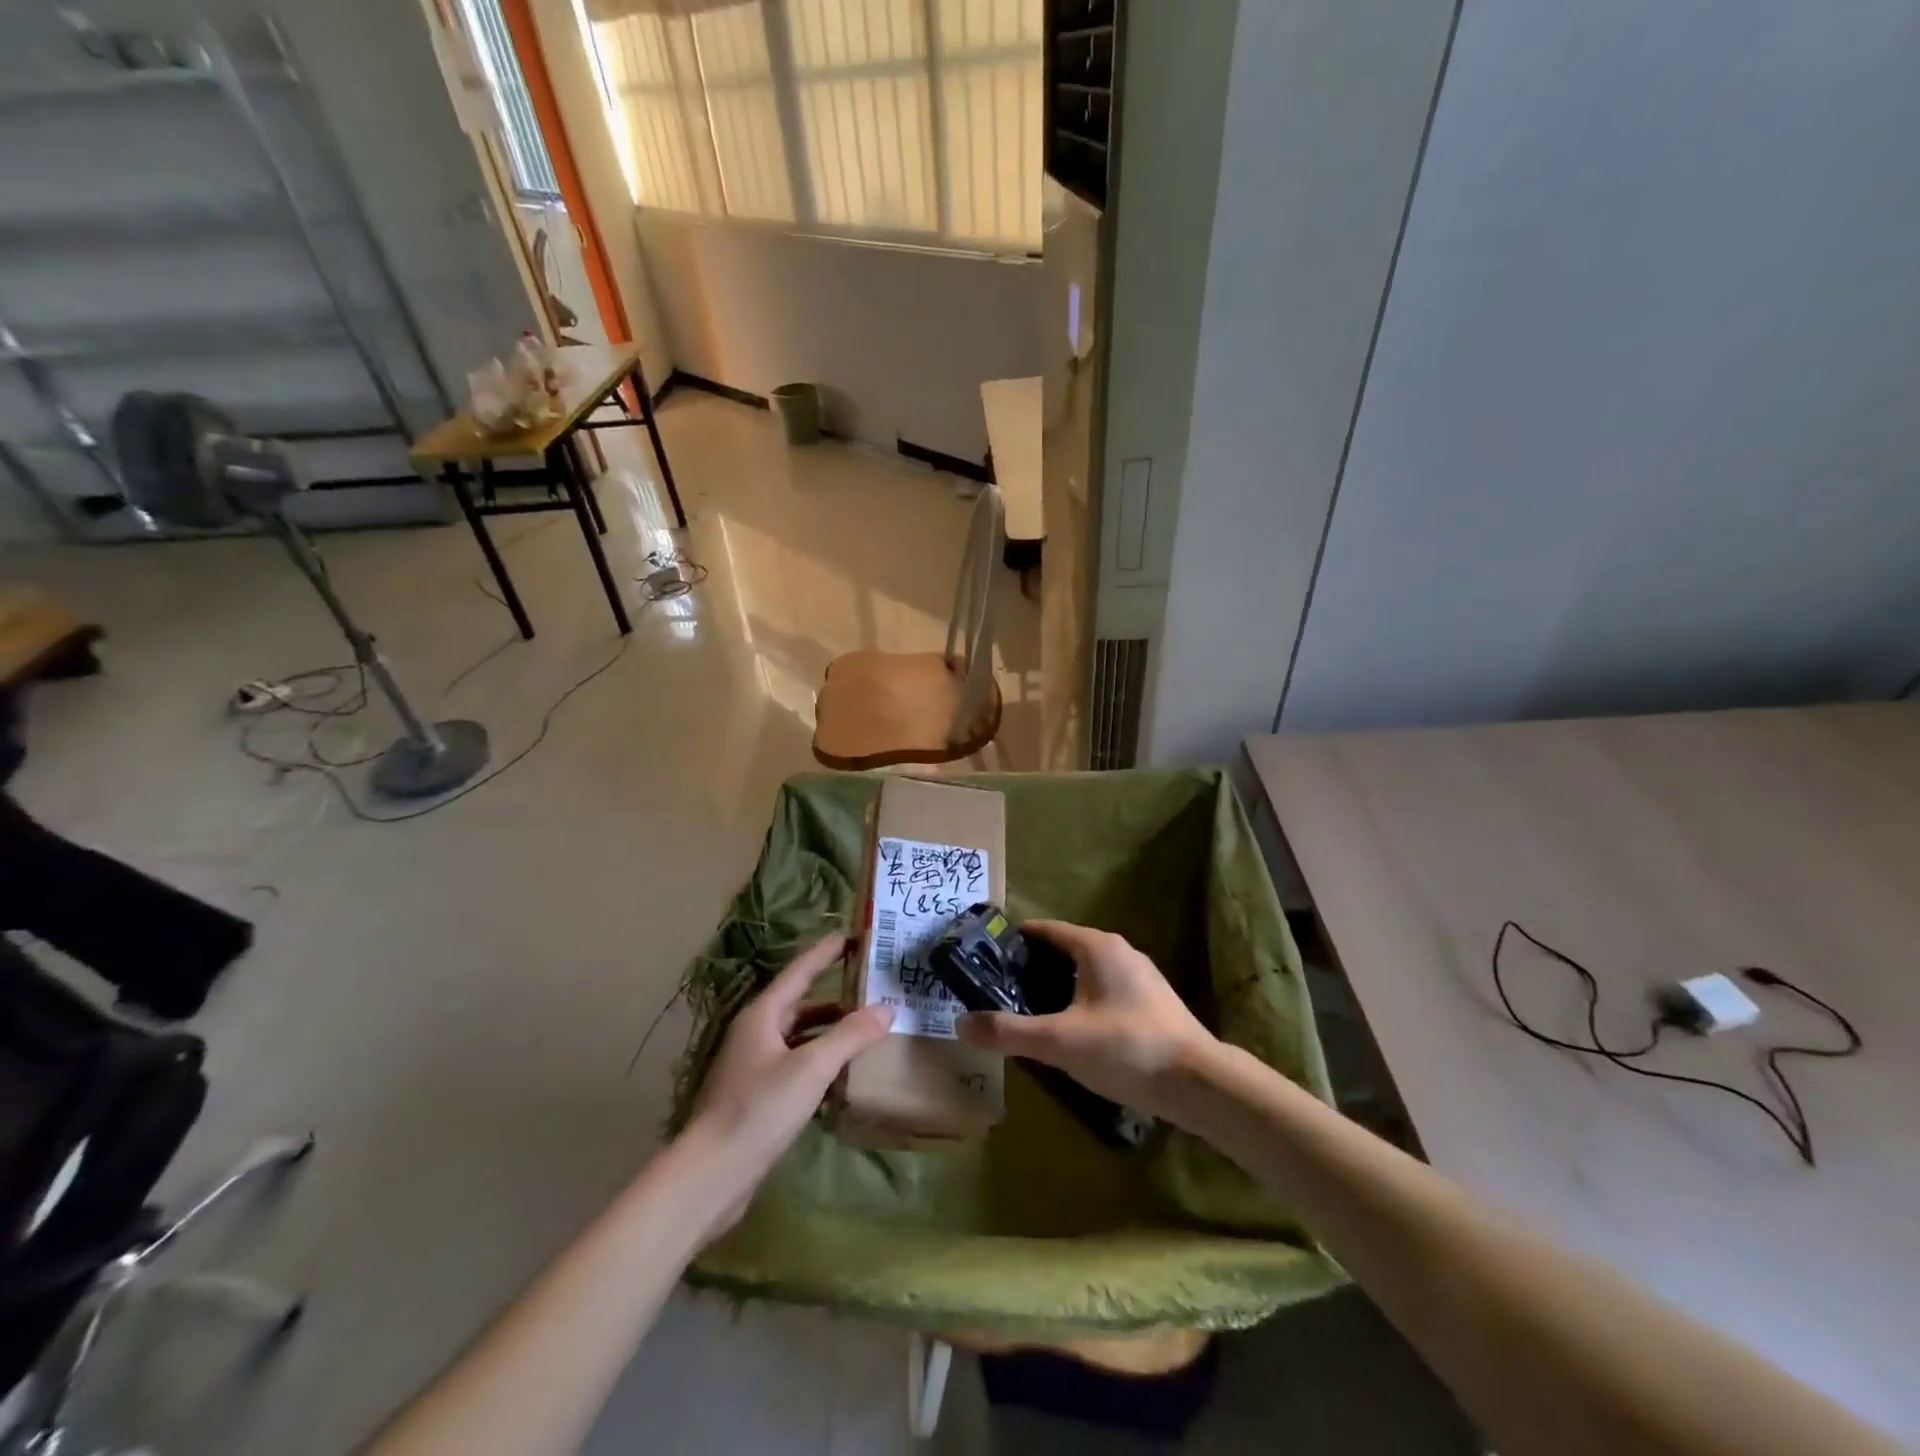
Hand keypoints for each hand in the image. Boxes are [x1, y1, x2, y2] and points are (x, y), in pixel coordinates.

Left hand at [682, 934, 893, 1237]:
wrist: (712, 1175)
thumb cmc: (759, 1110)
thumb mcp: (811, 1068)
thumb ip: (850, 1036)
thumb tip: (887, 1007)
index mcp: (762, 1014)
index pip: (800, 971)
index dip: (825, 952)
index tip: (852, 935)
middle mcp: (756, 1032)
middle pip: (800, 1002)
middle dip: (835, 992)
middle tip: (870, 983)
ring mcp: (755, 1064)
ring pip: (799, 1034)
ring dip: (830, 1028)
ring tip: (866, 1026)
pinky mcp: (758, 1094)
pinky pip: (797, 1062)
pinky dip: (821, 1058)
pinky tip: (844, 1070)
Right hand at [956, 921, 1219, 1125]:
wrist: (1199, 1083)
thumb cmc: (1126, 1048)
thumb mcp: (1059, 1041)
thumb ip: (1009, 1032)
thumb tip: (961, 1023)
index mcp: (1096, 946)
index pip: (1044, 930)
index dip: (1013, 942)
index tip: (984, 959)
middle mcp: (1118, 951)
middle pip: (1063, 950)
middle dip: (1031, 968)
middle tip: (998, 991)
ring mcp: (1139, 976)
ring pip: (1084, 972)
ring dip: (1055, 987)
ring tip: (1027, 1013)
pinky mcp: (1151, 1002)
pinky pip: (1103, 991)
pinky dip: (1079, 1001)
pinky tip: (1070, 1032)